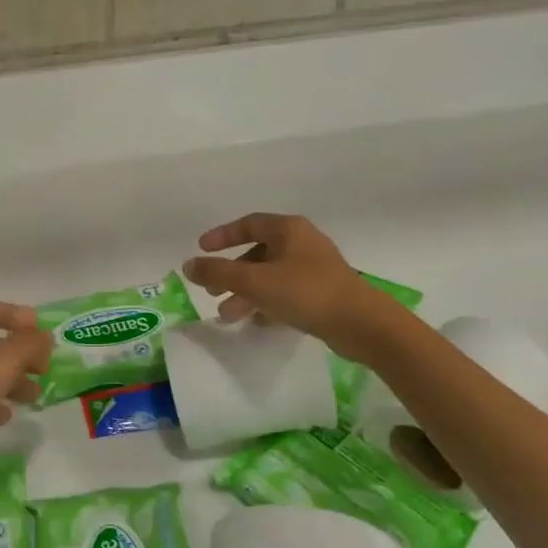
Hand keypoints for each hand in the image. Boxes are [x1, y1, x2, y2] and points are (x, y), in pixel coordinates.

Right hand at [183, 214, 382, 357]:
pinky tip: (257, 323)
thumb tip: (188, 265)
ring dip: (247, 294)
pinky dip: (268, 304)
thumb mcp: (254, 282)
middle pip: (258, 253)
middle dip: (232, 274)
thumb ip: (218, 273)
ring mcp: (315, 269)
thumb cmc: (305, 292)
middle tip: (212, 292)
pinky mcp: (323, 293)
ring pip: (271, 276)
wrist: (360, 323)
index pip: (248, 224)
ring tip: (228, 316)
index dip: (222, 236)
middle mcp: (302, 243)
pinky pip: (286, 293)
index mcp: (288, 230)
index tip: (201, 249)